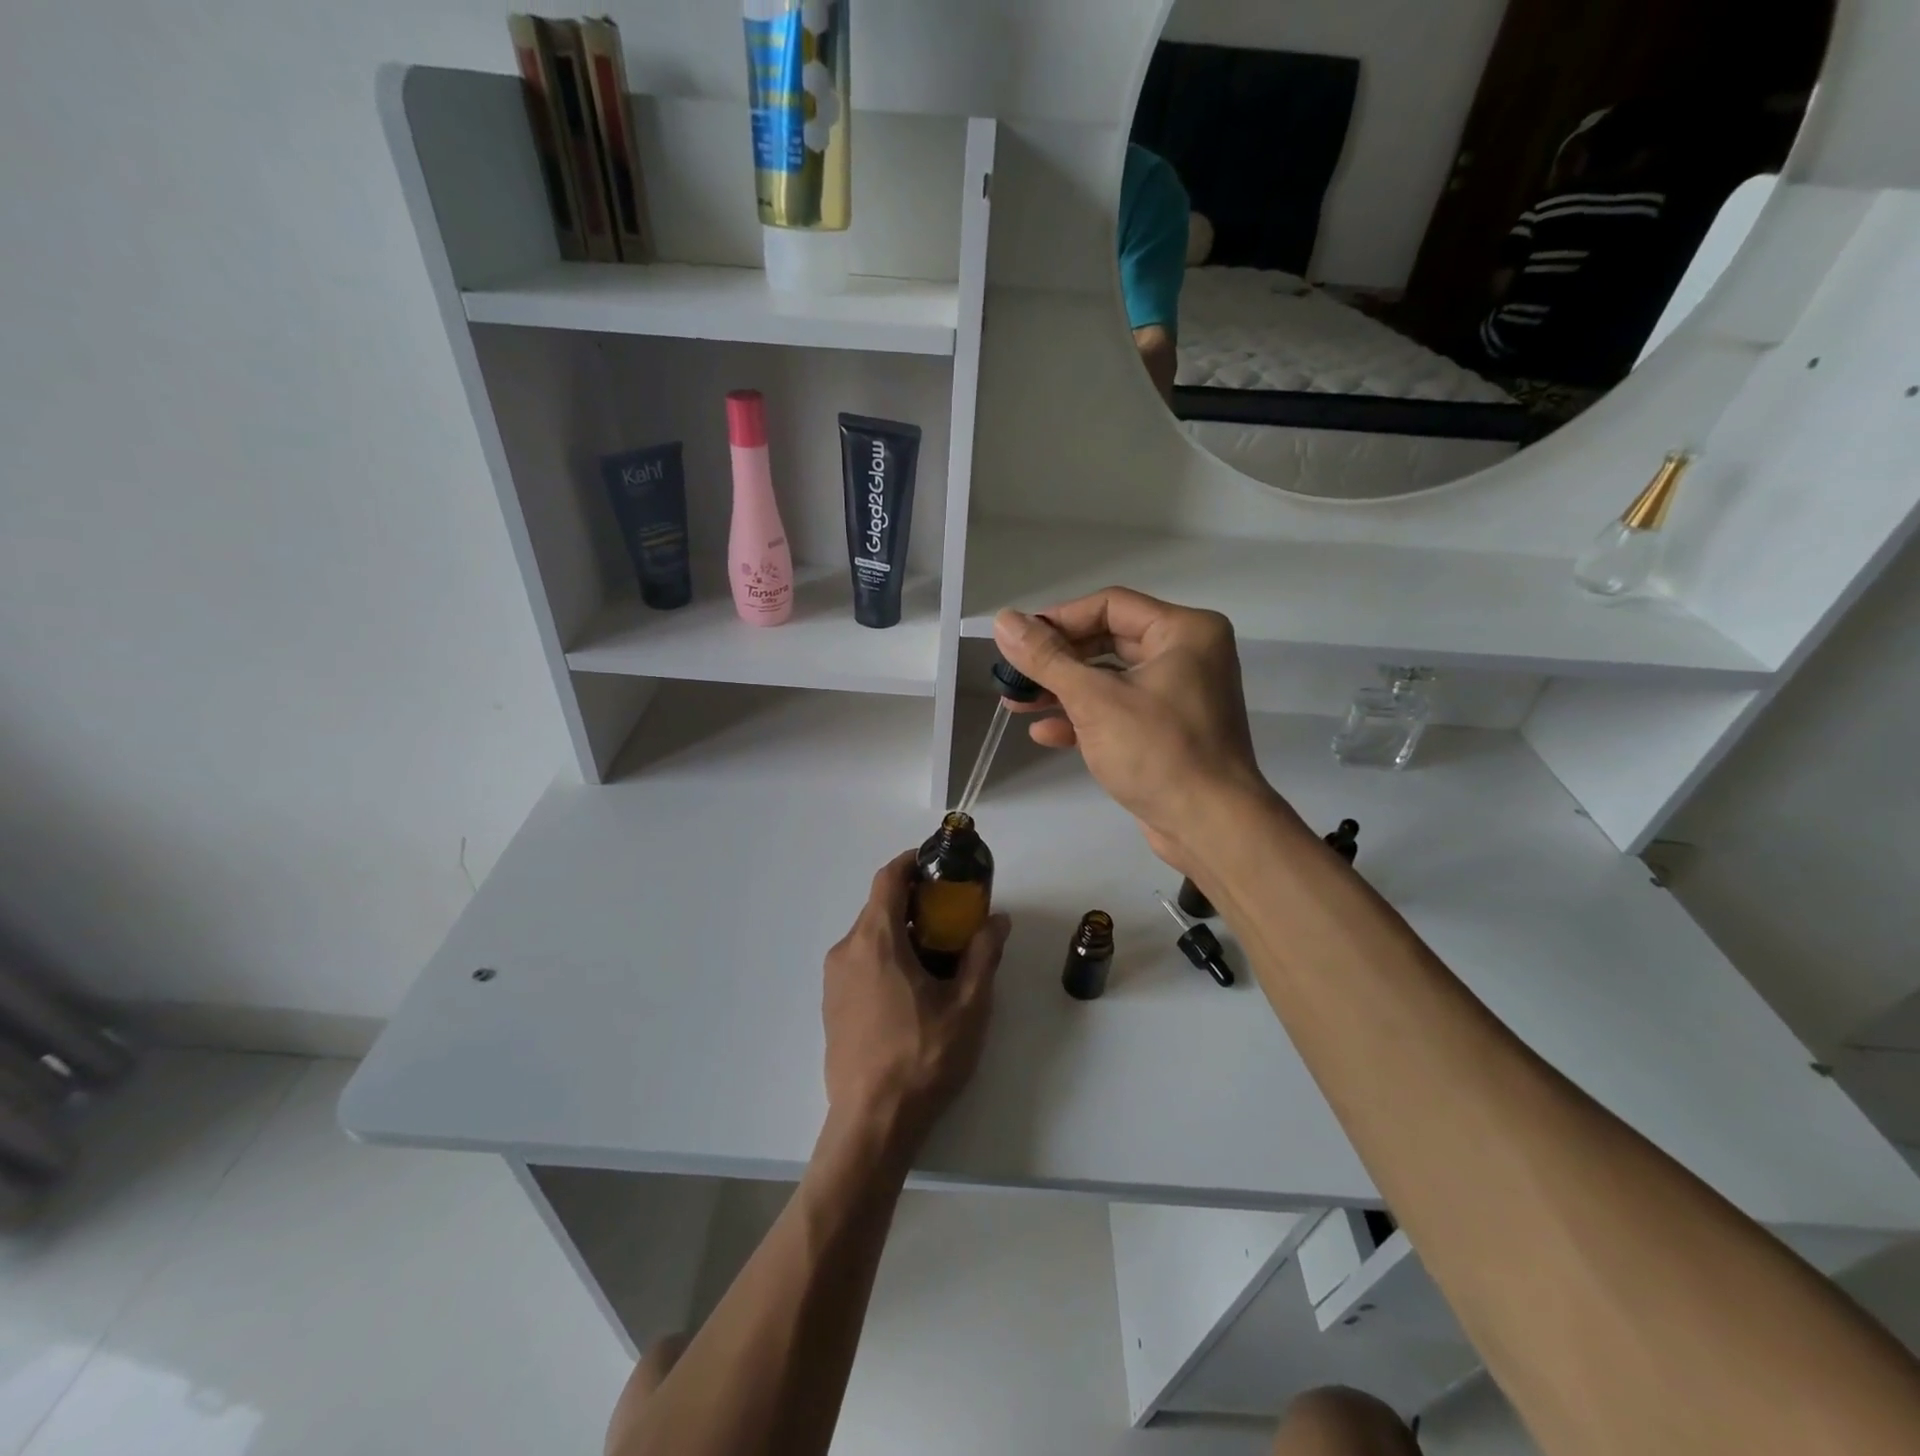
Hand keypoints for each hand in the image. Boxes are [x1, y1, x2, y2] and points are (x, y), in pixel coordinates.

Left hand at [822, 853, 1008, 1156]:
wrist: (872, 1124)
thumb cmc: (923, 1057)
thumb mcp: (968, 1005)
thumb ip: (984, 954)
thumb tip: (998, 919)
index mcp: (876, 940)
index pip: (888, 878)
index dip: (911, 863)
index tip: (937, 866)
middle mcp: (847, 950)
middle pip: (879, 907)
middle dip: (915, 902)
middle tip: (952, 916)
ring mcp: (833, 979)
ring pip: (869, 936)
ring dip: (901, 932)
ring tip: (938, 955)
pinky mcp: (831, 1005)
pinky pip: (859, 962)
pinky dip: (885, 956)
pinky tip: (912, 988)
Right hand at [991, 588, 1283, 872]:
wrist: (1211, 827)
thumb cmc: (1158, 751)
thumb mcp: (1094, 700)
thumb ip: (1046, 659)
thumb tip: (1003, 620)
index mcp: (1184, 631)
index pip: (1110, 605)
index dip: (1059, 619)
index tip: (1018, 641)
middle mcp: (1187, 655)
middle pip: (1108, 641)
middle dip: (1056, 661)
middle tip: (1013, 674)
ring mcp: (1179, 695)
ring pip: (1110, 679)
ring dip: (1063, 691)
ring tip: (1016, 703)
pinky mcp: (1169, 730)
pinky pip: (1120, 710)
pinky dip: (1084, 718)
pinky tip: (1045, 733)